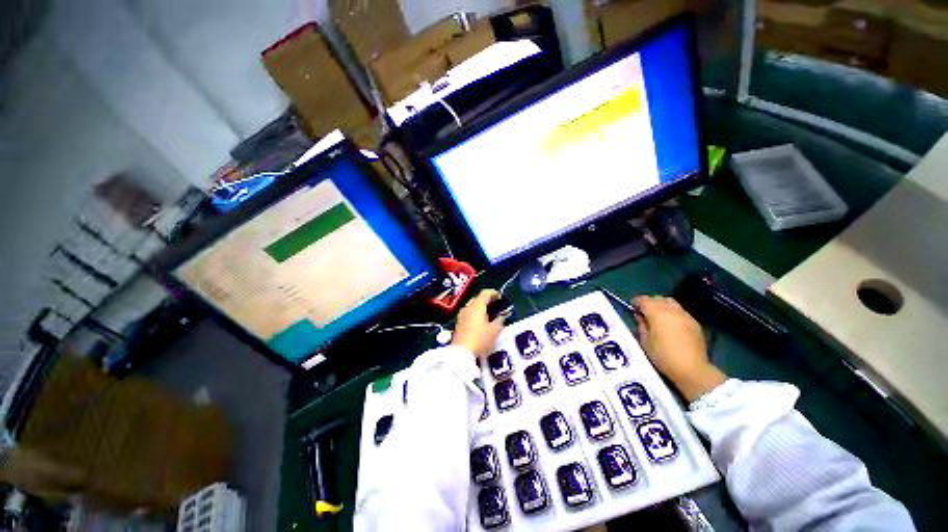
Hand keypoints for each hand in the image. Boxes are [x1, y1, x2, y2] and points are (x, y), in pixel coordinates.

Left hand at [452, 290, 503, 358]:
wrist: (461, 353)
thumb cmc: (480, 339)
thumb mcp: (495, 331)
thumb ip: (500, 321)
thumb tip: (501, 316)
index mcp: (477, 306)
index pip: (485, 293)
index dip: (493, 293)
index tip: (500, 296)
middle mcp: (468, 307)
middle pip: (477, 299)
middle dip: (486, 300)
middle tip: (495, 305)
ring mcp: (461, 316)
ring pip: (471, 306)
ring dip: (480, 308)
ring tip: (488, 314)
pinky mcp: (458, 324)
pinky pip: (468, 314)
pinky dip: (474, 314)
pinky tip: (480, 323)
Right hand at [633, 295, 726, 401]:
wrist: (691, 369)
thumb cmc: (662, 355)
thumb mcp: (645, 340)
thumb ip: (641, 325)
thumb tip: (641, 317)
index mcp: (657, 312)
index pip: (643, 300)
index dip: (636, 302)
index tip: (632, 307)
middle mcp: (672, 310)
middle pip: (658, 298)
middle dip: (649, 302)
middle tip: (644, 312)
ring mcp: (685, 315)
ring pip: (671, 302)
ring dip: (662, 306)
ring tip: (658, 316)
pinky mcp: (695, 323)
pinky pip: (680, 311)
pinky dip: (672, 313)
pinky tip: (670, 324)